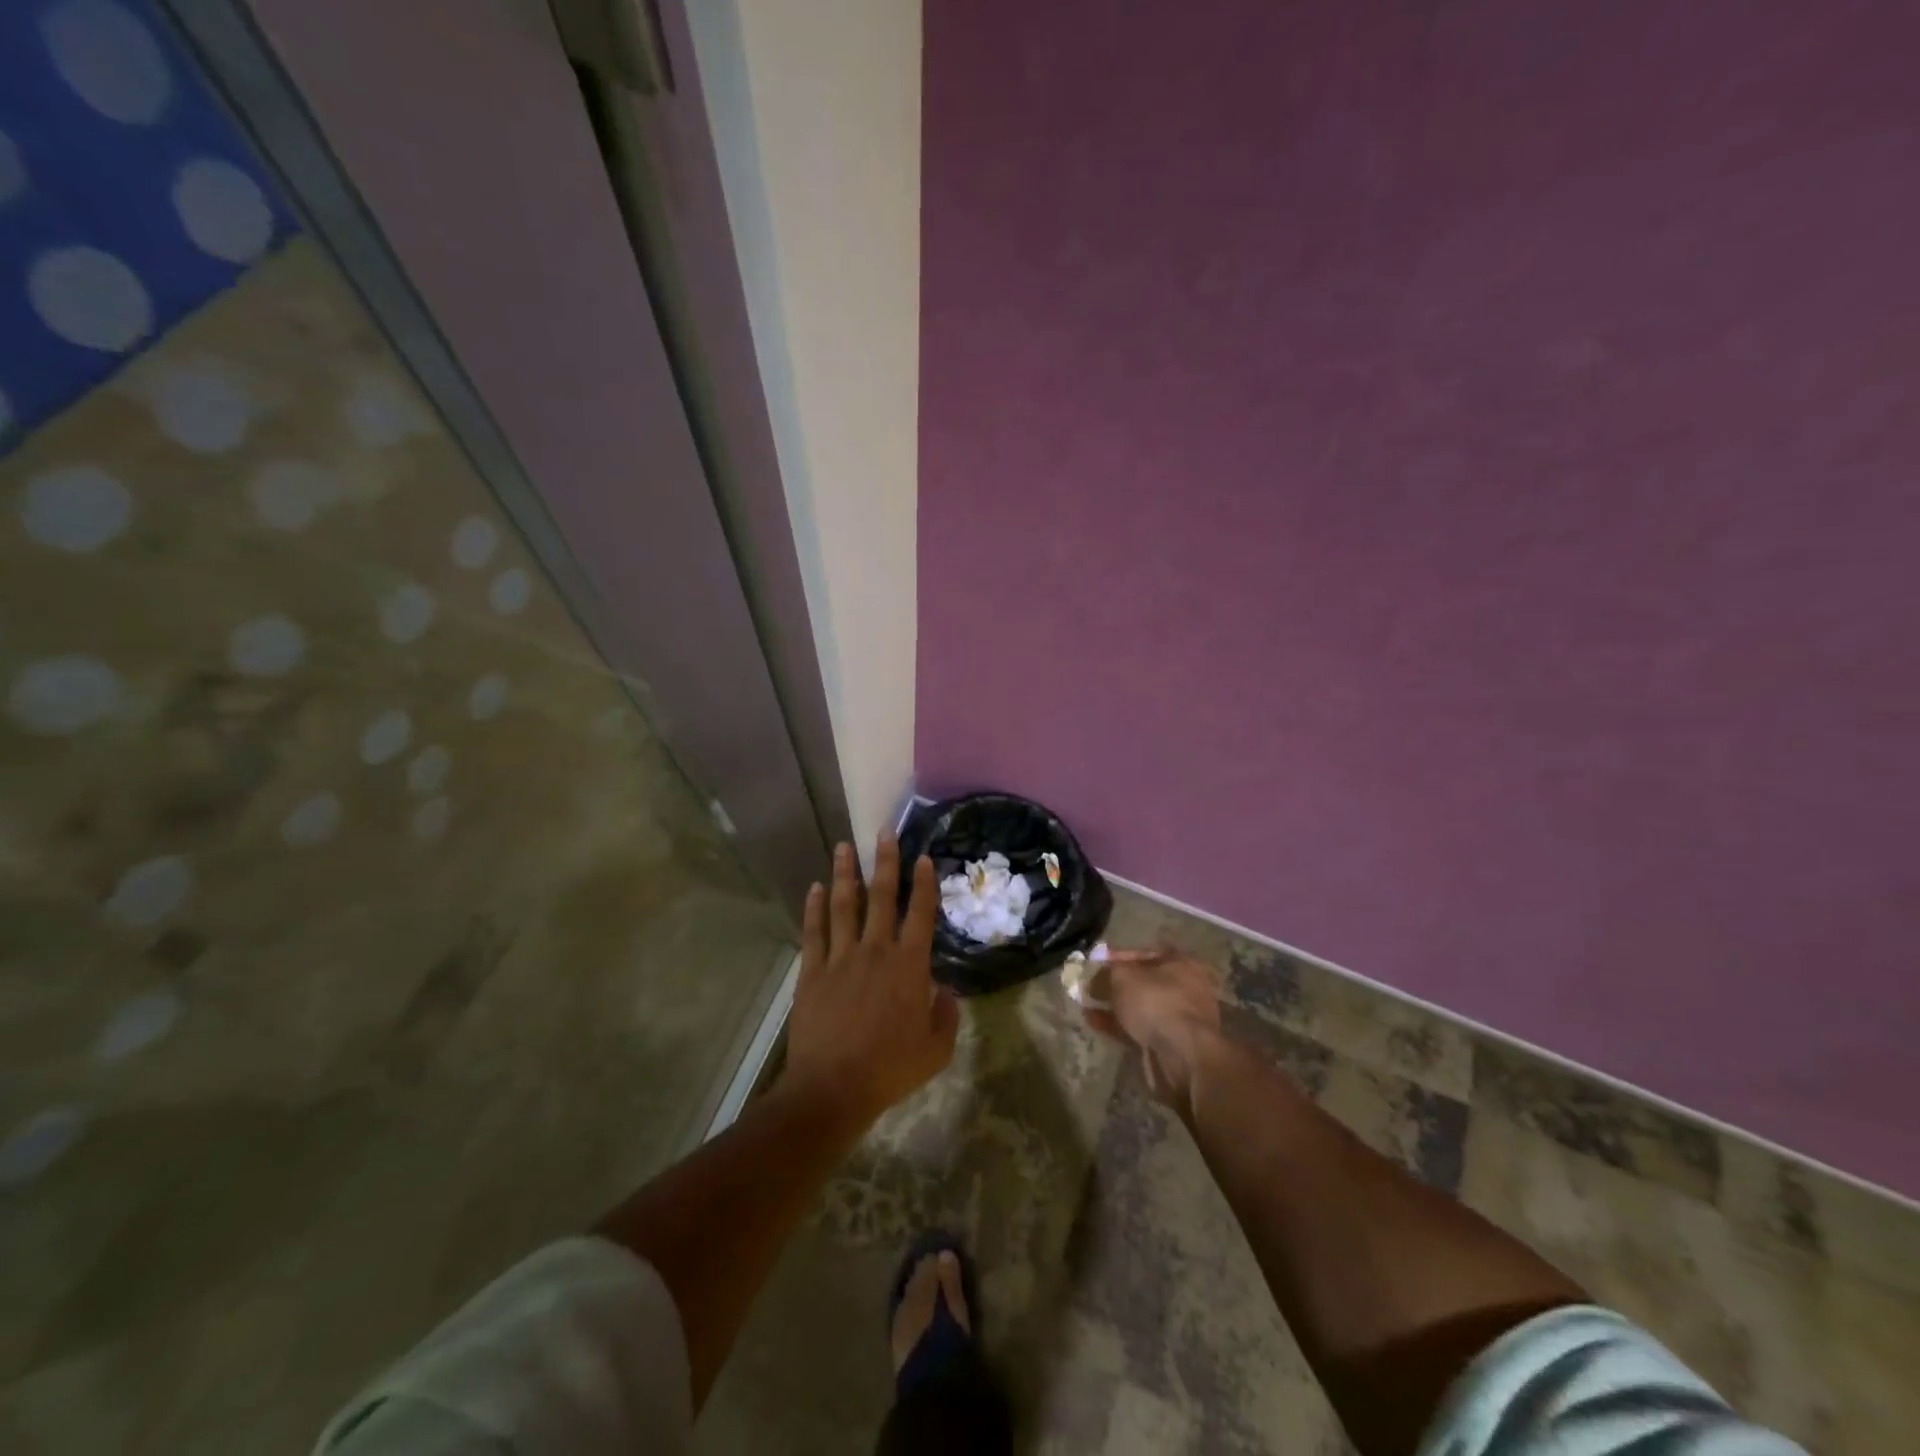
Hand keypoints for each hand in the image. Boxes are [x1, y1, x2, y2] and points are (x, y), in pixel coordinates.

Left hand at [781, 833, 959, 1136]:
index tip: (924, 857)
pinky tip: (816, 887)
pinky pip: (814, 931)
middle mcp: (875, 951)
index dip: (924, 883)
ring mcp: (840, 958)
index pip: (920, 914)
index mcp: (909, 966)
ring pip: (844, 905)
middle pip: (882, 897)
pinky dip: (815, 907)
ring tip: (844, 846)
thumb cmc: (889, 1069)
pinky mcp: (813, 971)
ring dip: (846, 874)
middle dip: (885, 862)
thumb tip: (947, 992)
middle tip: (884, 832)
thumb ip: (946, 1017)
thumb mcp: (935, 1050)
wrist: (833, 1088)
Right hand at [1082, 948, 1222, 1114]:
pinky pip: (1140, 1028)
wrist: (1183, 1056)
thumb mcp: (1123, 977)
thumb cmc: (1156, 1002)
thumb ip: (1107, 972)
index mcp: (1182, 963)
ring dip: (1114, 1006)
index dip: (1119, 956)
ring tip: (1086, 1005)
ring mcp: (1180, 1018)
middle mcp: (1186, 988)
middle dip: (1115, 985)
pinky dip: (1118, 1024)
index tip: (1097, 962)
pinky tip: (1094, 1022)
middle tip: (1091, 987)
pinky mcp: (1171, 1043)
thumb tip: (1096, 978)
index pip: (1146, 953)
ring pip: (1141, 1007)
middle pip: (1144, 982)